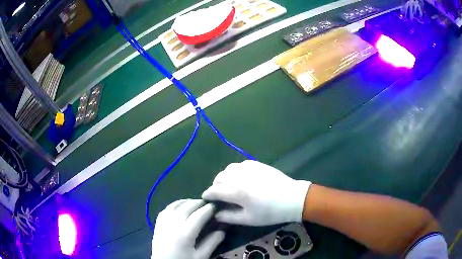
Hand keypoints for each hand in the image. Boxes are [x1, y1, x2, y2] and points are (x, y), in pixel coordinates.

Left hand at [151, 199, 224, 258]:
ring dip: (186, 202)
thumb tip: (222, 230)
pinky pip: (165, 210)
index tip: (216, 205)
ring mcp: (163, 224)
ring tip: (194, 203)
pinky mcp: (157, 225)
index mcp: (185, 234)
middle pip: (186, 207)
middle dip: (198, 203)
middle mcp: (173, 225)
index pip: (198, 216)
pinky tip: (179, 207)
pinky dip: (174, 205)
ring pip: (174, 206)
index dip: (208, 209)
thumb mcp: (201, 257)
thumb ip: (212, 243)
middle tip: (207, 203)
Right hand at [202, 160, 310, 225]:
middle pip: (219, 178)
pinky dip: (235, 171)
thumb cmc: (270, 212)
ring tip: (228, 186)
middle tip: (219, 195)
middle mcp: (239, 176)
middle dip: (215, 186)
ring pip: (228, 169)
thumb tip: (215, 214)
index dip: (207, 195)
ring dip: (224, 177)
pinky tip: (240, 178)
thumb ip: (228, 216)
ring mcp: (249, 167)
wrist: (292, 198)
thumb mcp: (248, 219)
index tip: (206, 199)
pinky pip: (239, 165)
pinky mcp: (257, 164)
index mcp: (236, 191)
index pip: (214, 190)